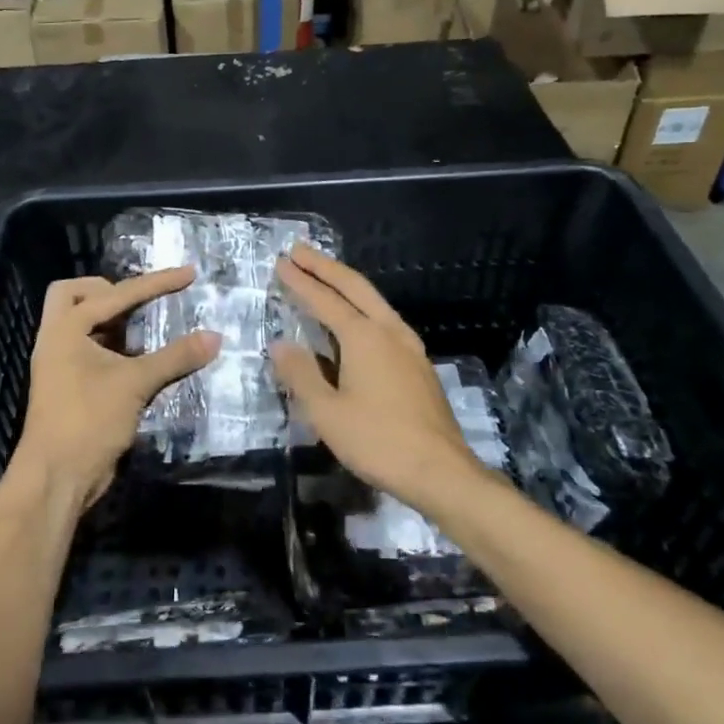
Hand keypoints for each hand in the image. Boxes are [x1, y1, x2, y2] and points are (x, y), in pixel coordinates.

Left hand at [9, 269, 220, 509]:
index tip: (189, 274)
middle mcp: (57, 338)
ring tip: (146, 323)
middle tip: (140, 301)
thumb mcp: (135, 384)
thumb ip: (175, 357)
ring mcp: (59, 364)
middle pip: (74, 294)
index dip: (156, 283)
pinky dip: (113, 344)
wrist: (56, 477)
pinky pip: (89, 349)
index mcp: (66, 328)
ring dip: (112, 319)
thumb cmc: (88, 420)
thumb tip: (215, 337)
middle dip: (108, 290)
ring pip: (80, 324)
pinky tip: (140, 356)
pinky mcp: (68, 386)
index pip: (116, 294)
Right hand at [271, 243, 489, 514]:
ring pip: (374, 302)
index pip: (324, 299)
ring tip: (325, 277)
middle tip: (299, 251)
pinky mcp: (419, 366)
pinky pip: (384, 321)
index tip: (281, 262)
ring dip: (346, 284)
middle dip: (325, 267)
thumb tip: (281, 344)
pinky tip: (356, 322)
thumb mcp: (327, 413)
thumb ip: (301, 375)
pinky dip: (362, 308)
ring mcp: (409, 347)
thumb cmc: (378, 441)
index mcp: (364, 337)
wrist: (441, 472)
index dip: (300, 281)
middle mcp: (389, 331)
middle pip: (355, 287)